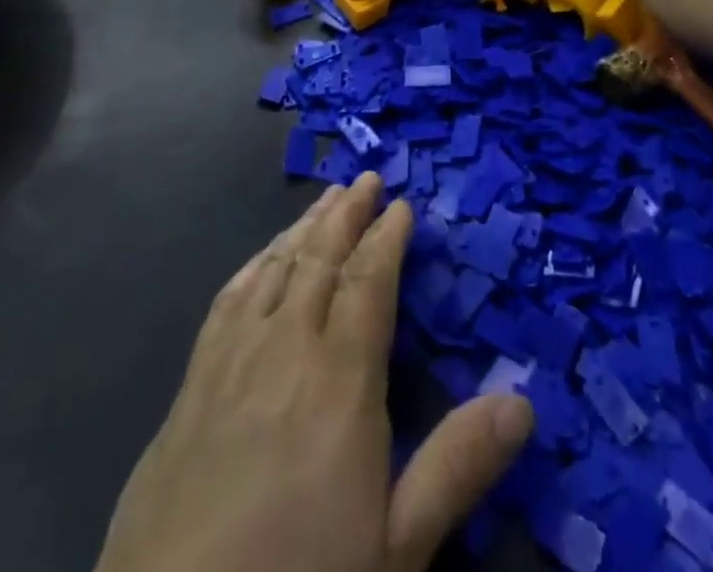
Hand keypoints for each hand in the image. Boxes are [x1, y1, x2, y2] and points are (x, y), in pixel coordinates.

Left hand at [95, 174, 533, 571]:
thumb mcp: (395, 548)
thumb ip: (456, 467)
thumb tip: (523, 401)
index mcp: (340, 379)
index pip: (370, 282)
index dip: (387, 237)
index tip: (402, 204)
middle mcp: (285, 348)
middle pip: (320, 260)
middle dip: (347, 214)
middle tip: (366, 179)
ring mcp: (230, 362)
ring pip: (274, 268)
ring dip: (303, 228)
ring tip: (325, 200)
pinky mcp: (189, 386)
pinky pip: (228, 300)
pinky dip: (254, 265)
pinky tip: (261, 259)